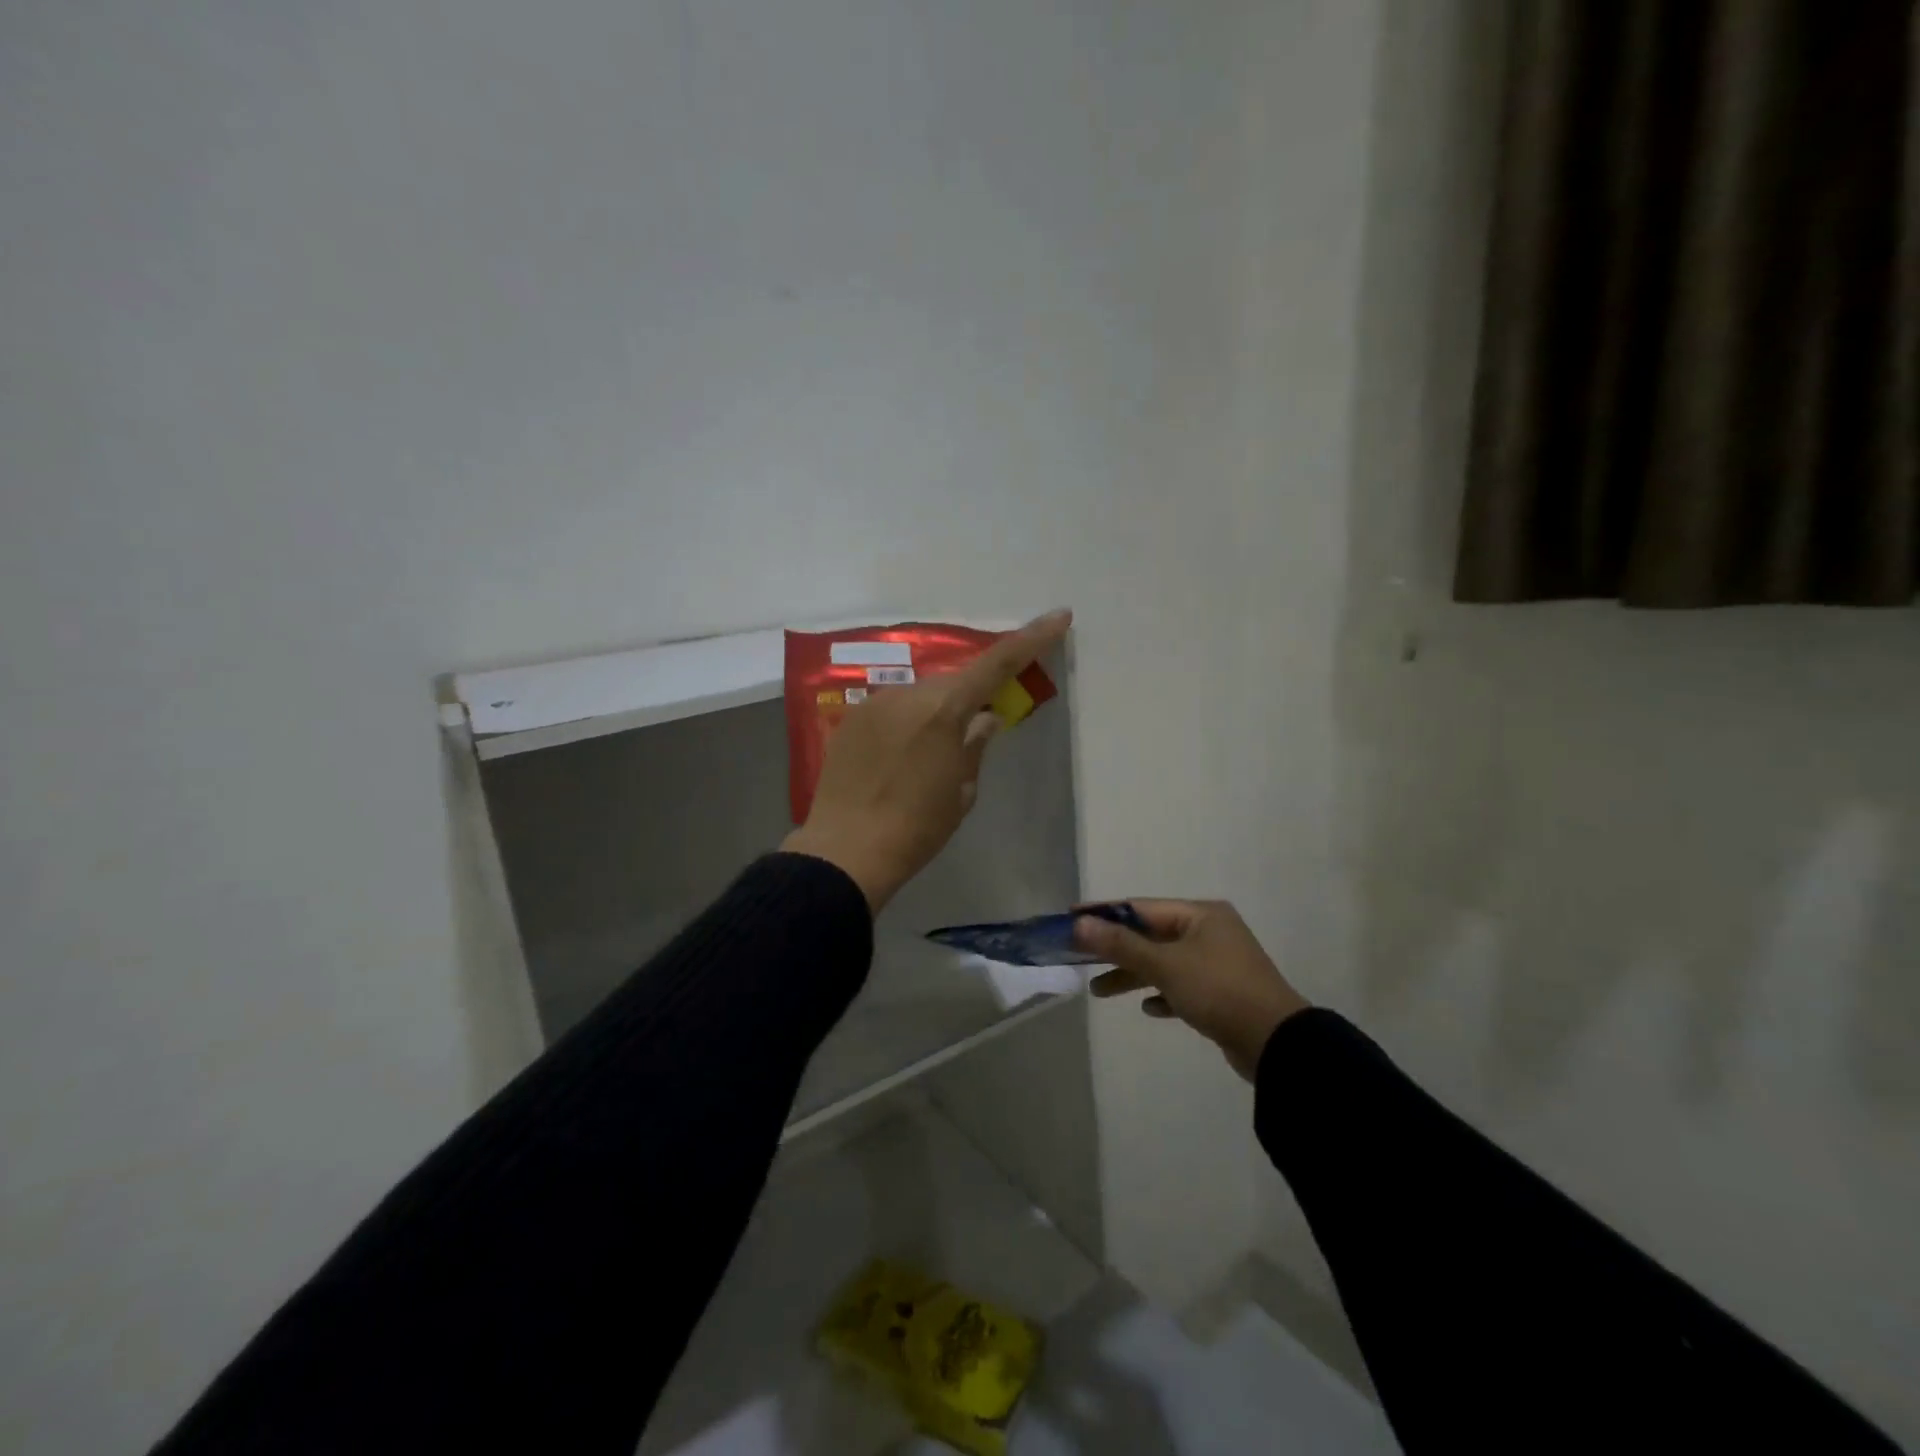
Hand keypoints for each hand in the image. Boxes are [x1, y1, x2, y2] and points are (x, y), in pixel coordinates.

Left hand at [783, 609, 1072, 911]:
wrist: (845, 851)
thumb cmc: (916, 828)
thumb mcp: (961, 792)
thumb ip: (975, 746)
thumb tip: (986, 718)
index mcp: (944, 711)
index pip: (997, 664)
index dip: (1031, 639)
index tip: (1058, 617)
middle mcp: (908, 695)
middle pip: (953, 682)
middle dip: (971, 697)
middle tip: (978, 728)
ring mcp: (874, 704)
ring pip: (920, 695)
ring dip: (935, 712)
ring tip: (929, 757)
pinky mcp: (850, 720)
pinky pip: (892, 710)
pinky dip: (906, 723)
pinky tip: (899, 758)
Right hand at [1076, 901, 1308, 1080]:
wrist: (1276, 1043)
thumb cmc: (1218, 991)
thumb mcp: (1165, 965)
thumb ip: (1121, 944)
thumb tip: (1079, 923)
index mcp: (1201, 914)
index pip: (1141, 907)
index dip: (1104, 913)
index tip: (1071, 918)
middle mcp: (1210, 932)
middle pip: (1151, 935)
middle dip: (1116, 949)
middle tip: (1079, 958)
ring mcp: (1218, 963)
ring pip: (1164, 963)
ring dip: (1133, 975)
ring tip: (1099, 992)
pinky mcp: (1222, 993)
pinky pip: (1182, 987)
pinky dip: (1162, 994)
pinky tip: (1149, 1009)